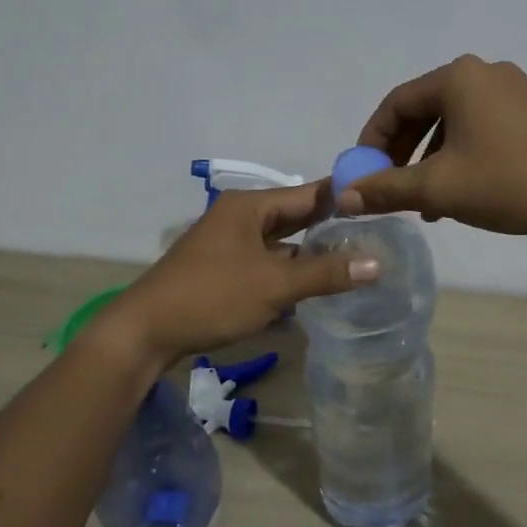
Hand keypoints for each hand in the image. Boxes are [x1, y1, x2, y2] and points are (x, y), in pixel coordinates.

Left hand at [98, 182, 377, 366]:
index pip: (308, 194)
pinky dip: (288, 271)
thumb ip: (325, 272)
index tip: (381, 203)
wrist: (145, 331)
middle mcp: (239, 217)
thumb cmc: (211, 296)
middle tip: (376, 236)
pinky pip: (265, 263)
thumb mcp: (274, 285)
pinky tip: (313, 286)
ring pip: (280, 243)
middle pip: (294, 217)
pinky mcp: (222, 269)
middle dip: (330, 228)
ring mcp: (228, 244)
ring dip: (309, 253)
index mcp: (249, 206)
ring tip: (354, 261)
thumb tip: (379, 262)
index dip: (344, 198)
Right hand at [339, 55, 526, 236]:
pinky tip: (459, 192)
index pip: (395, 104)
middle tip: (389, 187)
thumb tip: (343, 197)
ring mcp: (511, 89)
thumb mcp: (440, 189)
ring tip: (424, 202)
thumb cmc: (511, 182)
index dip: (371, 140)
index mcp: (457, 78)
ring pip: (451, 123)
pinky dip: (459, 156)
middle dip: (401, 152)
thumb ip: (386, 190)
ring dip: (429, 160)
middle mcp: (482, 72)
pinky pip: (478, 127)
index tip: (362, 174)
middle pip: (423, 110)